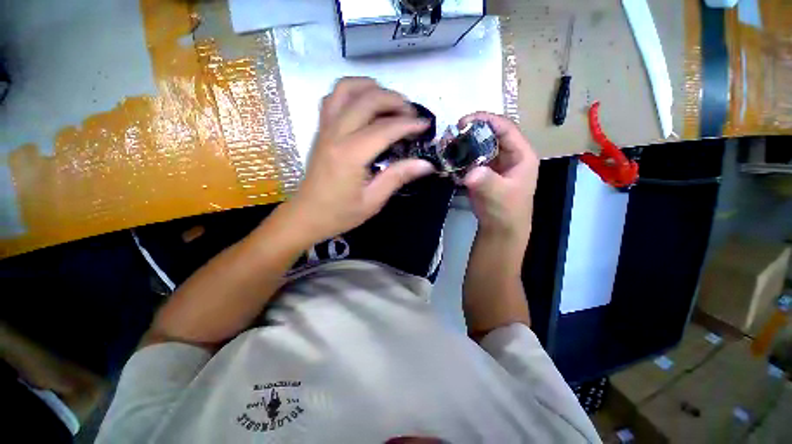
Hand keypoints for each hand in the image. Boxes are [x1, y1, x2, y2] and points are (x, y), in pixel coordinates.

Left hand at [284, 77, 434, 242]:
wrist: (307, 215)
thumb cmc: (341, 213)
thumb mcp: (373, 201)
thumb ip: (398, 177)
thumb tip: (426, 164)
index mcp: (350, 155)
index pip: (384, 128)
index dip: (409, 124)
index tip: (426, 125)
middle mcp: (336, 134)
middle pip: (367, 100)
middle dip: (394, 100)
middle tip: (411, 115)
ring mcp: (325, 129)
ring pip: (345, 89)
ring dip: (371, 88)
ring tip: (389, 102)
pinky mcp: (320, 130)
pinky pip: (333, 98)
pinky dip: (351, 93)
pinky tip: (364, 106)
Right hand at [459, 112, 538, 246]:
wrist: (500, 229)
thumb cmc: (506, 211)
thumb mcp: (499, 195)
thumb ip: (486, 182)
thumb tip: (470, 172)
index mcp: (521, 154)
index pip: (505, 128)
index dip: (486, 120)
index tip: (463, 122)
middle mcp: (509, 155)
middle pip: (490, 134)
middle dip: (471, 132)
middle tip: (452, 135)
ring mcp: (495, 163)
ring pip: (479, 146)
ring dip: (464, 144)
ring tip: (447, 146)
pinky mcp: (484, 172)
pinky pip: (472, 158)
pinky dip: (461, 157)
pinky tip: (449, 159)